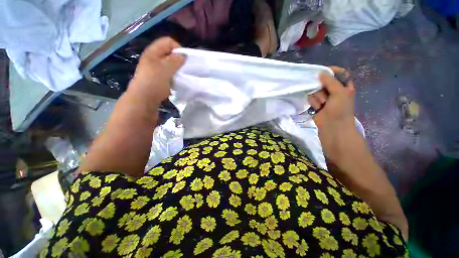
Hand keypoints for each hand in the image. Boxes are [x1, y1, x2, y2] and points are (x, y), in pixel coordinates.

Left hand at [128, 37, 184, 104]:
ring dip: (177, 68)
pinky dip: (175, 75)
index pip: (168, 42)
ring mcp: (156, 68)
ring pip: (170, 63)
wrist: (144, 99)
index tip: (185, 59)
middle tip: (184, 68)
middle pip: (169, 52)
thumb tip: (184, 55)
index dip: (177, 48)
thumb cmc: (154, 81)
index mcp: (153, 52)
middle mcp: (154, 58)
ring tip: (181, 75)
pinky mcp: (159, 78)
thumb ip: (175, 60)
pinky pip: (169, 72)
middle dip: (178, 59)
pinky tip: (177, 80)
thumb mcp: (165, 69)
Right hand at [308, 66, 357, 162]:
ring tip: (322, 104)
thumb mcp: (339, 92)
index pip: (339, 73)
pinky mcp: (316, 104)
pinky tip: (317, 107)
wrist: (333, 128)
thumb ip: (330, 81)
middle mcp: (334, 91)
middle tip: (325, 94)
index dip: (332, 71)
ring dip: (318, 97)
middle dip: (322, 87)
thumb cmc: (340, 110)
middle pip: (324, 82)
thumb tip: (320, 72)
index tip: (323, 72)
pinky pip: (311, 98)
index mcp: (344, 86)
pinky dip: (313, 102)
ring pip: (316, 90)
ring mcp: (324, 98)